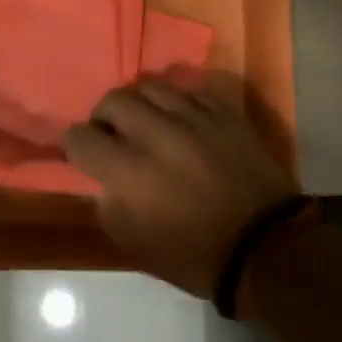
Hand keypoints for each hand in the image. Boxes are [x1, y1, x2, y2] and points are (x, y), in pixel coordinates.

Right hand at [63, 79, 296, 298]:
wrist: (266, 248)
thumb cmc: (195, 255)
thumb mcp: (135, 243)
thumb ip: (108, 202)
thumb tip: (101, 177)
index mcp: (129, 172)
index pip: (81, 137)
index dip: (75, 145)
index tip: (83, 154)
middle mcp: (157, 134)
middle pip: (113, 100)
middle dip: (104, 116)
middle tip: (112, 134)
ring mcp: (194, 118)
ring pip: (150, 86)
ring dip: (139, 103)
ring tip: (147, 121)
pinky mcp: (224, 112)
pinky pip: (189, 91)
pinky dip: (177, 103)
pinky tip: (182, 121)